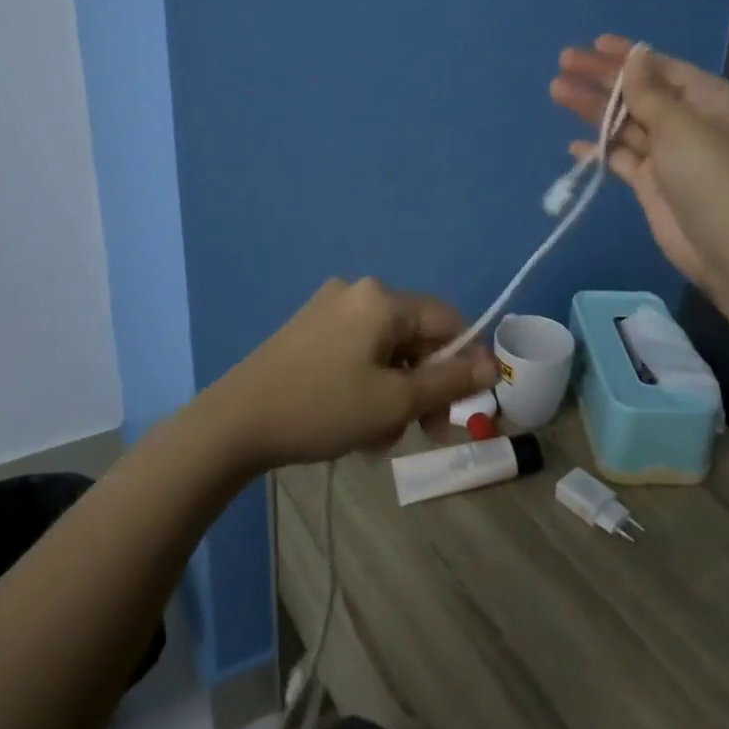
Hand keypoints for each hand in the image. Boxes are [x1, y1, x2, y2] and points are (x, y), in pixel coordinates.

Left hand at [211, 278, 498, 470]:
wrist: (235, 422)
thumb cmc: (322, 408)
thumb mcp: (395, 402)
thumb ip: (450, 382)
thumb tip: (493, 366)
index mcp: (382, 299)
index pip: (448, 320)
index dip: (465, 363)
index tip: (462, 408)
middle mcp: (358, 292)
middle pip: (415, 336)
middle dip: (424, 386)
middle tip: (423, 432)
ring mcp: (328, 308)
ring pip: (386, 350)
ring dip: (394, 392)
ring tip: (377, 437)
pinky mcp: (308, 328)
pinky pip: (357, 351)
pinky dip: (367, 383)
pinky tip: (354, 422)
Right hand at [550, 35, 728, 293]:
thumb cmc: (711, 177)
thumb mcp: (681, 126)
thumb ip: (650, 92)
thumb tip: (635, 56)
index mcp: (707, 99)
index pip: (660, 68)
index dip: (626, 56)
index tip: (593, 44)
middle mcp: (688, 122)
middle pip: (638, 93)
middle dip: (602, 79)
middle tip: (563, 65)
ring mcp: (668, 154)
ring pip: (624, 123)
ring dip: (593, 109)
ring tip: (557, 92)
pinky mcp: (652, 184)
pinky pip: (621, 157)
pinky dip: (600, 149)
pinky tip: (575, 144)